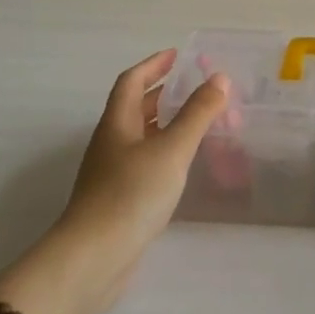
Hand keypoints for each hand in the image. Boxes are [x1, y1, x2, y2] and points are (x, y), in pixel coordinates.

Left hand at [0, 50, 228, 313]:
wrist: (94, 258)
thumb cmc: (132, 194)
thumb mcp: (172, 149)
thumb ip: (197, 114)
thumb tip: (219, 78)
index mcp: (117, 123)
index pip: (131, 82)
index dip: (153, 65)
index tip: (177, 55)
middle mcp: (111, 143)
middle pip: (134, 108)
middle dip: (162, 93)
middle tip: (195, 87)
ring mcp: (112, 173)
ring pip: (141, 136)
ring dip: (165, 123)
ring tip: (197, 121)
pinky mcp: (118, 199)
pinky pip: (145, 162)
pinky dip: (165, 151)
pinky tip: (183, 164)